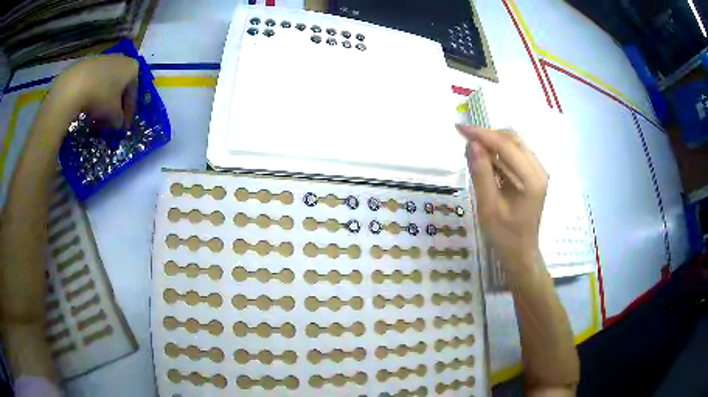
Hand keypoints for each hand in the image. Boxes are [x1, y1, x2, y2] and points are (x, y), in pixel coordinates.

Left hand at [45, 54, 138, 128]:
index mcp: (132, 68)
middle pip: (119, 86)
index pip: (133, 94)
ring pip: (106, 83)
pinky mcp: (88, 62)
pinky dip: (93, 94)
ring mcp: (103, 59)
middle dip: (115, 105)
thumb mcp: (113, 115)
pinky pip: (94, 81)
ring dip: (103, 101)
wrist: (74, 85)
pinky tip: (86, 108)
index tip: (124, 128)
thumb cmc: (100, 97)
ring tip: (95, 118)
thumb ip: (119, 120)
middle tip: (109, 122)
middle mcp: (121, 59)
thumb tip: (118, 124)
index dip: (129, 113)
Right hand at [457, 125, 548, 271]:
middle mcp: (538, 170)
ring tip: (472, 153)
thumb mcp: (489, 207)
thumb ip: (481, 174)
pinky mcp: (532, 175)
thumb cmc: (505, 236)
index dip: (482, 134)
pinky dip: (498, 153)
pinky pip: (514, 154)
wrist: (521, 253)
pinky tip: (485, 162)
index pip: (506, 145)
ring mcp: (537, 171)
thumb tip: (471, 144)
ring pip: (513, 144)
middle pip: (512, 139)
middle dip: (487, 136)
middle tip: (464, 142)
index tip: (459, 129)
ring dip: (492, 143)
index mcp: (531, 179)